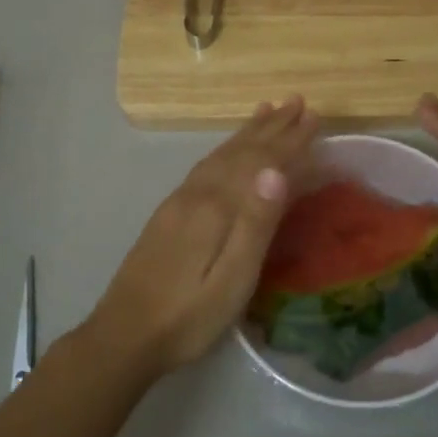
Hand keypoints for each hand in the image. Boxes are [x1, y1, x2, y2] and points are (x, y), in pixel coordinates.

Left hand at [85, 97, 320, 373]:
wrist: (124, 336)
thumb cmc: (188, 317)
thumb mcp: (232, 280)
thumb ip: (255, 224)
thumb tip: (277, 169)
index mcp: (216, 208)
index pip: (260, 162)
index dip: (289, 140)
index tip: (313, 115)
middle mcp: (196, 194)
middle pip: (239, 151)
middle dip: (271, 126)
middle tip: (296, 101)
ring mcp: (178, 202)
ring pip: (220, 155)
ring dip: (247, 133)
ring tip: (266, 110)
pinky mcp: (168, 214)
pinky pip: (205, 166)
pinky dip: (224, 150)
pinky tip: (227, 152)